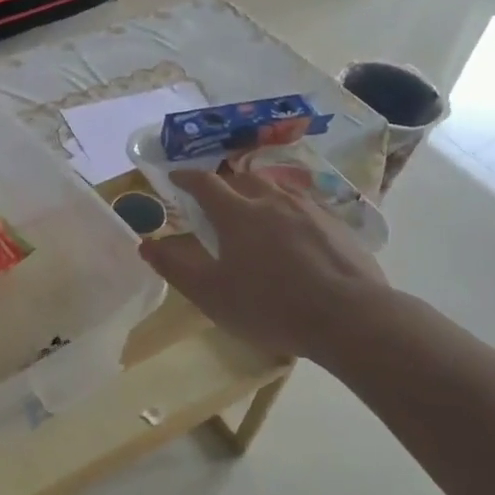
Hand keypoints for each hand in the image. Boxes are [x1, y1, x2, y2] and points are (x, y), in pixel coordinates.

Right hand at [140, 169, 390, 361]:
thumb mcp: (211, 294)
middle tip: (216, 200)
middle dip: (224, 184)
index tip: (175, 178)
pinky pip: (303, 206)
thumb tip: (146, 243)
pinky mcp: (336, 224)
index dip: (186, 178)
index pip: (204, 183)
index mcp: (237, 213)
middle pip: (242, 178)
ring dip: (258, 193)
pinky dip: (288, 211)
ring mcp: (308, 209)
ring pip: (276, 188)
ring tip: (254, 211)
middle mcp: (271, 200)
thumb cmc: (270, 306)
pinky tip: (293, 233)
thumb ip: (175, 267)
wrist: (348, 316)